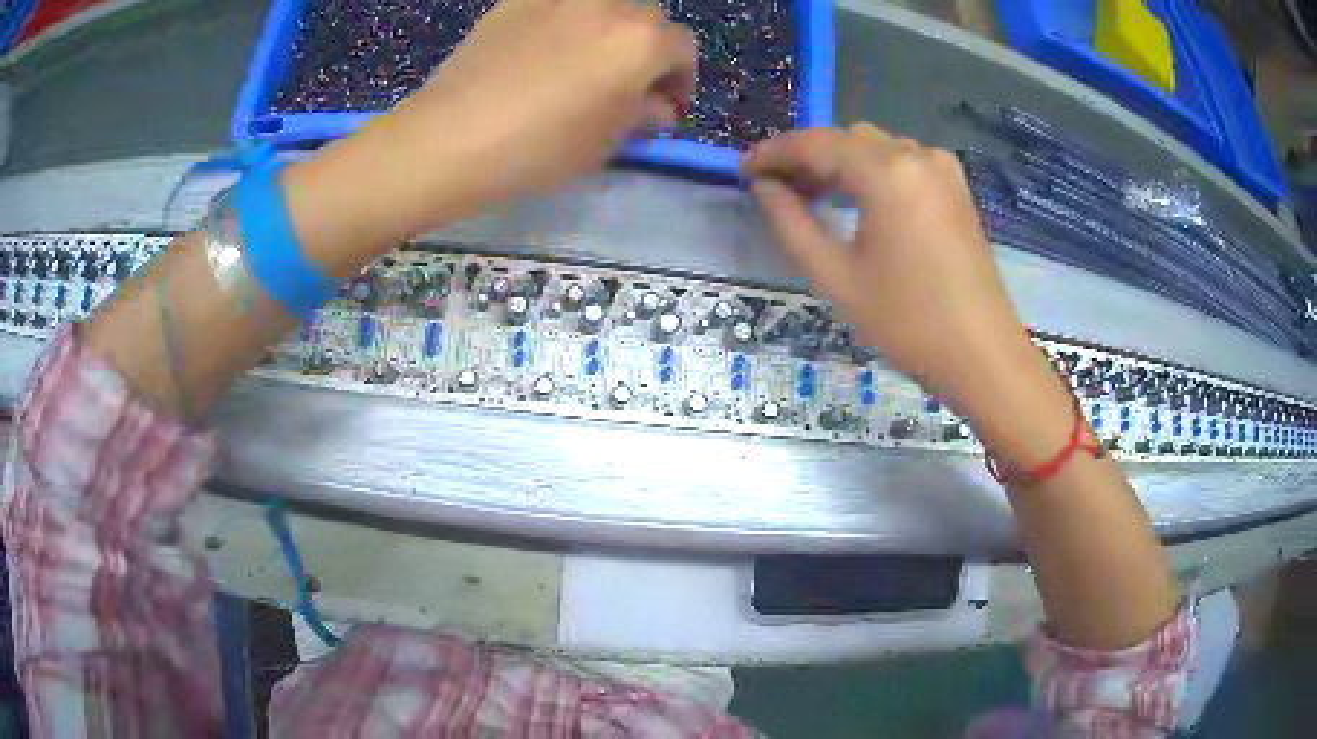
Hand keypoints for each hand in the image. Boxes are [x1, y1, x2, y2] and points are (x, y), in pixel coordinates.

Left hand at [284, 0, 695, 272]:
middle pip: (647, 19)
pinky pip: (560, 6)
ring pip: (605, 6)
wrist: (452, 136)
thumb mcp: (605, 142)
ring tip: (585, 63)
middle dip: (647, 50)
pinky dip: (567, 23)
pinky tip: (544, 52)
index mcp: (641, 41)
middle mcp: (610, 4)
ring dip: (609, 31)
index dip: (680, 80)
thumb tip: (657, 106)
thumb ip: (643, 114)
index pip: (682, 50)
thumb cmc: (539, 148)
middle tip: (627, 84)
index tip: (666, 108)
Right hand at [742, 124, 1036, 405]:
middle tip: (777, 189)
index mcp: (886, 173)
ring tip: (814, 196)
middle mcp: (916, 156)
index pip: (816, 143)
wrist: (982, 355)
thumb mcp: (836, 277)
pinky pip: (903, 161)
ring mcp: (942, 169)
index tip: (744, 169)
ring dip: (840, 161)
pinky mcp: (956, 187)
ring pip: (875, 146)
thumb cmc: (907, 322)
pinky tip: (860, 199)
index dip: (774, 152)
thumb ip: (791, 223)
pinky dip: (873, 170)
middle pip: (846, 138)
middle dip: (807, 156)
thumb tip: (764, 186)